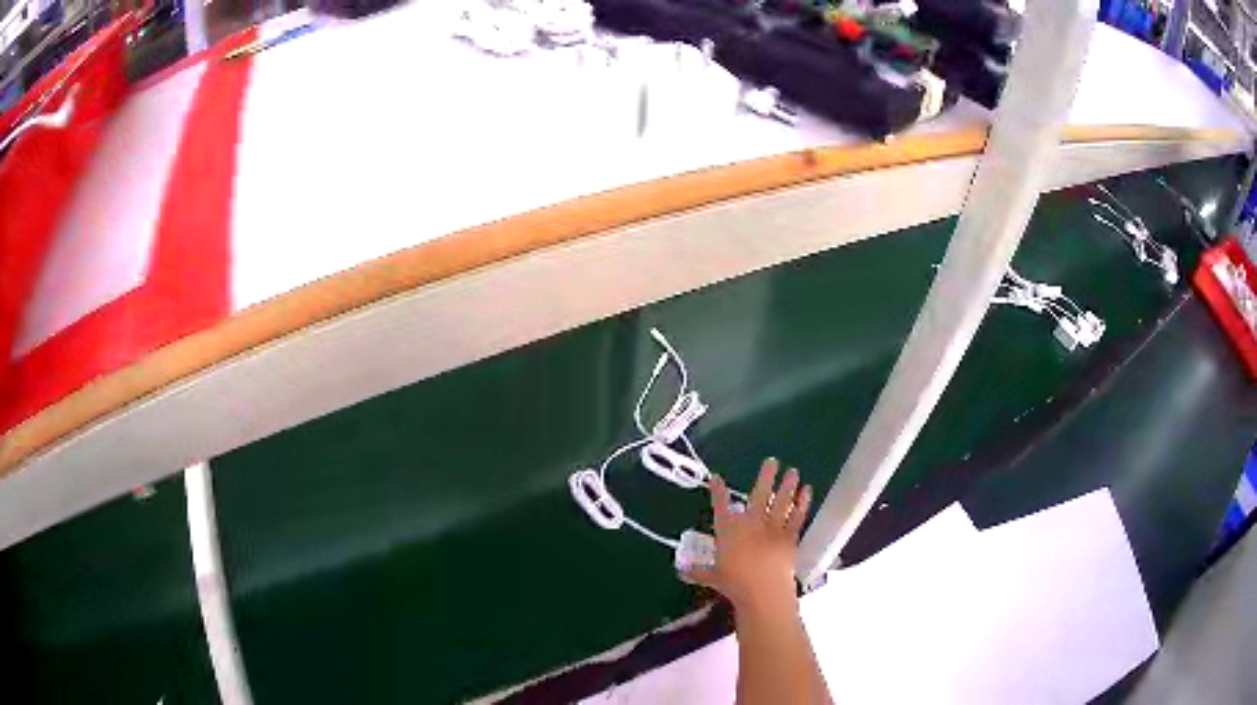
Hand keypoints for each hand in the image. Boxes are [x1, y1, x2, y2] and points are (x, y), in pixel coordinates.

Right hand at [683, 458, 812, 614]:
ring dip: (787, 485)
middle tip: (772, 461)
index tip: (716, 477)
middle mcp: (750, 523)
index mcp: (728, 530)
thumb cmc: (733, 583)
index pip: (720, 505)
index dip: (718, 490)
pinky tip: (807, 491)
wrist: (762, 590)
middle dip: (765, 476)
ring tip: (793, 471)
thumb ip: (698, 572)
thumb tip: (681, 571)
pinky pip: (797, 516)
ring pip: (781, 501)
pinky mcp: (789, 537)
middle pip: (758, 494)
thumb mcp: (712, 577)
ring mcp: (772, 528)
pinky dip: (802, 503)